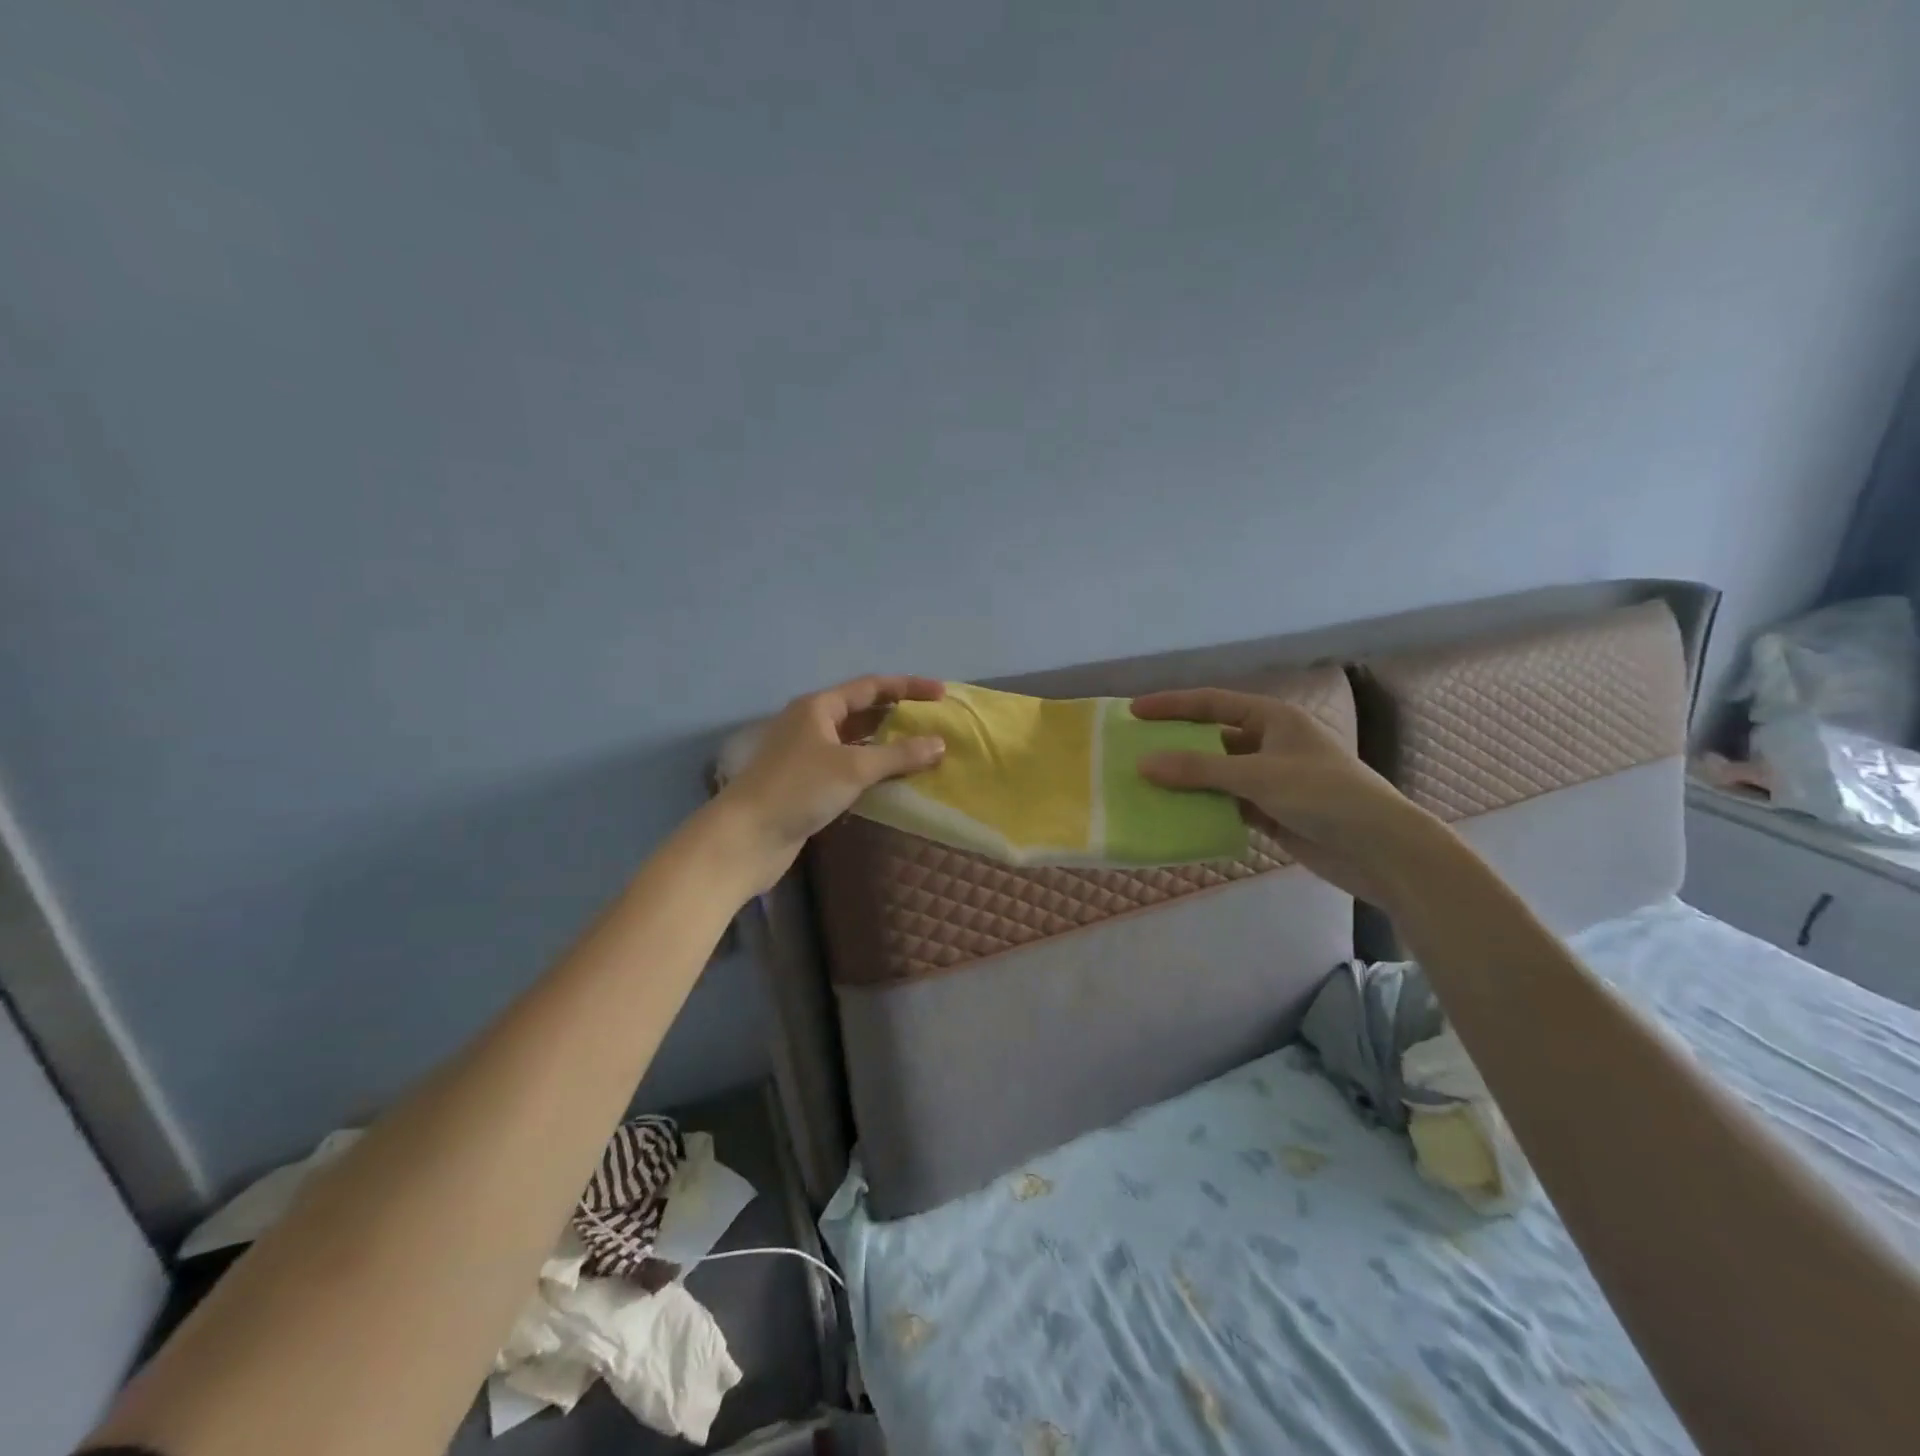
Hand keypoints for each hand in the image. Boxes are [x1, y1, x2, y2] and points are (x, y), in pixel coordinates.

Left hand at [713, 675, 946, 892]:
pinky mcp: (807, 784)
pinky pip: (849, 767)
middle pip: (863, 712)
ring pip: (856, 742)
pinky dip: (873, 769)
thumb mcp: (853, 768)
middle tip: (935, 723)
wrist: (746, 837)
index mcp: (819, 707)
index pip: (871, 687)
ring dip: (887, 745)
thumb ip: (899, 754)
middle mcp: (812, 724)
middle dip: (899, 715)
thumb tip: (939, 743)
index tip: (942, 694)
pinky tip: (895, 780)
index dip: (908, 687)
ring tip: (923, 750)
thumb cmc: (799, 789)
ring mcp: (807, 755)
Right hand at [1131, 687, 1442, 911]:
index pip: (1212, 703)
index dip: (1171, 705)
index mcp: (1273, 719)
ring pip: (1216, 774)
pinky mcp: (1271, 812)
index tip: (1133, 711)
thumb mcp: (1258, 776)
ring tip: (1145, 785)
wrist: (1380, 849)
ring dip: (1186, 780)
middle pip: (1212, 738)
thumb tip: (1143, 763)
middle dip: (1175, 745)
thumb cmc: (1324, 795)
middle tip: (1133, 751)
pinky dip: (1203, 808)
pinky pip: (1226, 804)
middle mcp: (1270, 743)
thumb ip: (1199, 769)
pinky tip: (1174, 815)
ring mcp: (1270, 779)